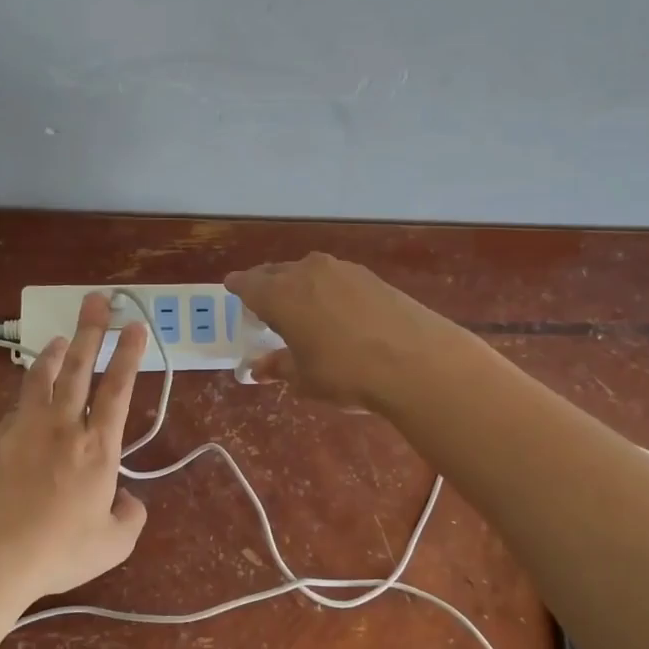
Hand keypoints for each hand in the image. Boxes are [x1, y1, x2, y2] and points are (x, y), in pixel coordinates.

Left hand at [0, 292, 148, 601]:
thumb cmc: (60, 549)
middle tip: (98, 301)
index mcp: (99, 447)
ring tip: (62, 337)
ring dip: (56, 352)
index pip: (119, 389)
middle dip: (91, 330)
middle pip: (80, 367)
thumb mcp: (114, 543)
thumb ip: (131, 516)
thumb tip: (128, 499)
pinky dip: (30, 388)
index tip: (135, 326)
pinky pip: (18, 404)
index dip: (129, 355)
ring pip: (44, 377)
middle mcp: (64, 426)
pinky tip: (31, 389)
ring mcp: (27, 428)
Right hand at [225, 253, 462, 410]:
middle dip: (267, 285)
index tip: (232, 289)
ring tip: (302, 307)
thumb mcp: (305, 379)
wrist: (417, 361)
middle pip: (276, 273)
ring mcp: (342, 270)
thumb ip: (279, 367)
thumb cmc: (346, 373)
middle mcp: (306, 272)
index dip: (238, 288)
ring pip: (308, 272)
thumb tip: (258, 368)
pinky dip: (328, 289)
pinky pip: (336, 278)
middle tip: (264, 302)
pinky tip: (336, 310)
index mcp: (280, 295)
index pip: (247, 284)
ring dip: (299, 285)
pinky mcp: (371, 276)